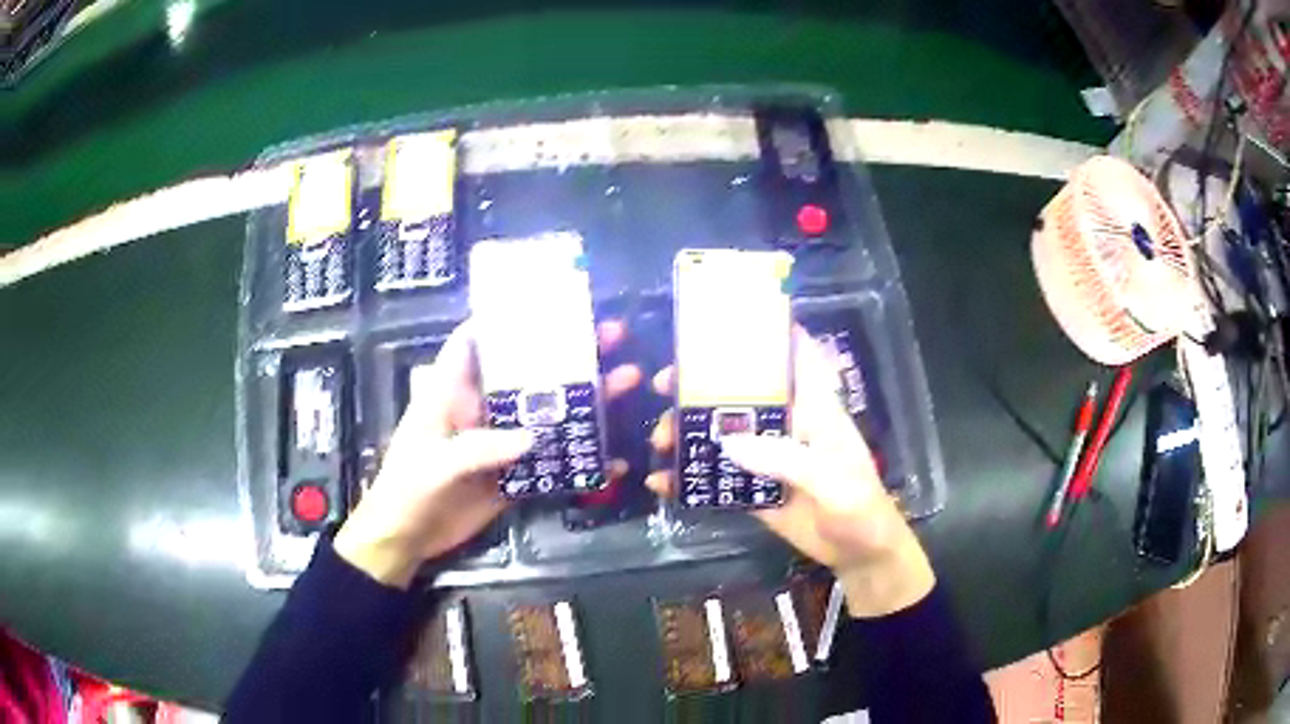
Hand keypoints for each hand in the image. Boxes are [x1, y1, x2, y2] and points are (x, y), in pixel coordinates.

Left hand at [334, 320, 640, 588]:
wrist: (407, 539)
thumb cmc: (408, 489)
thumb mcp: (436, 464)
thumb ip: (479, 449)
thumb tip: (532, 437)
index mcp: (452, 393)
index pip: (474, 342)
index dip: (503, 319)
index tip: (547, 301)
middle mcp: (480, 409)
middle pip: (524, 374)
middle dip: (564, 354)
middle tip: (610, 335)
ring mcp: (499, 442)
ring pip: (544, 414)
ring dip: (581, 401)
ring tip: (624, 380)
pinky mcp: (511, 474)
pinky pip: (548, 461)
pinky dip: (576, 458)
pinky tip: (613, 456)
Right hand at [645, 328, 934, 617]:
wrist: (859, 554)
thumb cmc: (860, 506)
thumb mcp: (832, 480)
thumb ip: (786, 459)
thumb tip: (728, 443)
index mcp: (815, 409)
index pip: (794, 356)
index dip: (767, 332)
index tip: (725, 321)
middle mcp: (787, 424)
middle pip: (743, 392)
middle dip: (703, 384)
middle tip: (667, 385)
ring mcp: (767, 456)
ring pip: (723, 432)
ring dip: (690, 431)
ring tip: (661, 440)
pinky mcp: (755, 487)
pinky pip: (718, 476)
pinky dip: (690, 478)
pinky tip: (662, 481)